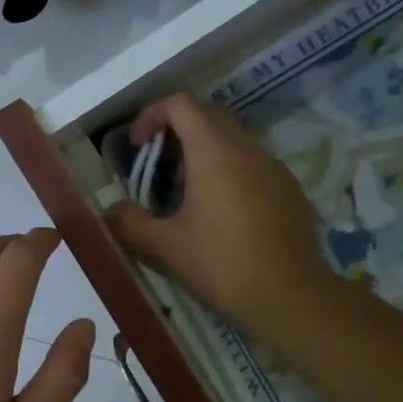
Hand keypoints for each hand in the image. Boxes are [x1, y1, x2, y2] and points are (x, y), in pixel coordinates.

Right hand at [106, 94, 329, 341]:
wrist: (291, 297)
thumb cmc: (222, 265)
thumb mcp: (166, 246)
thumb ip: (130, 223)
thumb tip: (112, 211)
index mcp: (214, 153)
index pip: (181, 104)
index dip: (152, 115)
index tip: (139, 145)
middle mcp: (247, 149)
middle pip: (208, 115)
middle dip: (178, 130)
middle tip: (160, 167)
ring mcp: (275, 168)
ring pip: (234, 141)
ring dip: (205, 153)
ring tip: (188, 193)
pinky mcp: (291, 189)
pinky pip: (254, 165)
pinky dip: (231, 172)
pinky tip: (224, 214)